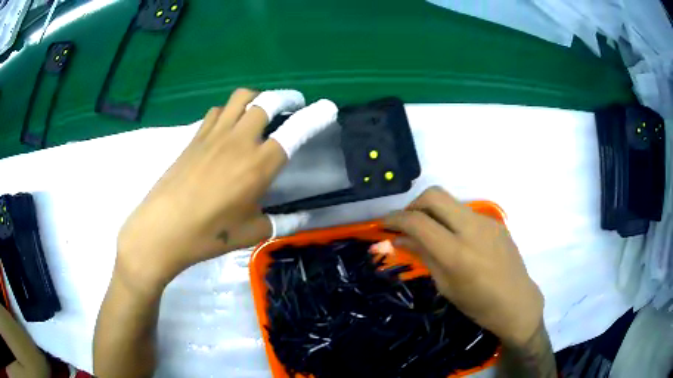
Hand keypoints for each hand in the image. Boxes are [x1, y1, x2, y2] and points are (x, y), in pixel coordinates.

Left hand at [115, 88, 334, 294]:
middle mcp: (239, 141)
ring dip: (257, 99)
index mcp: (259, 165)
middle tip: (292, 107)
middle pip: (267, 101)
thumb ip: (281, 222)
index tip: (328, 108)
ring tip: (261, 112)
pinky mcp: (195, 137)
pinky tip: (229, 128)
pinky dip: (230, 111)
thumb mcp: (252, 233)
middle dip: (286, 98)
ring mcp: (214, 135)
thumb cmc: (209, 234)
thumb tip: (303, 219)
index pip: (295, 132)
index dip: (315, 117)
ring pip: (241, 98)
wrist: (162, 229)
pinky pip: (218, 111)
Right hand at [384, 187, 543, 346]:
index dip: (395, 219)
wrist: (517, 301)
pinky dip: (451, 219)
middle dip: (414, 204)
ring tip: (430, 233)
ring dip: (433, 211)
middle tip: (407, 222)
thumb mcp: (446, 285)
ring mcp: (486, 221)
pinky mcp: (495, 221)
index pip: (418, 222)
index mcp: (456, 252)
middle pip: (435, 195)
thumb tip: (400, 238)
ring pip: (450, 201)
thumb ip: (424, 255)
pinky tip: (455, 239)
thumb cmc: (478, 304)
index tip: (385, 224)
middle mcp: (472, 228)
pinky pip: (465, 212)